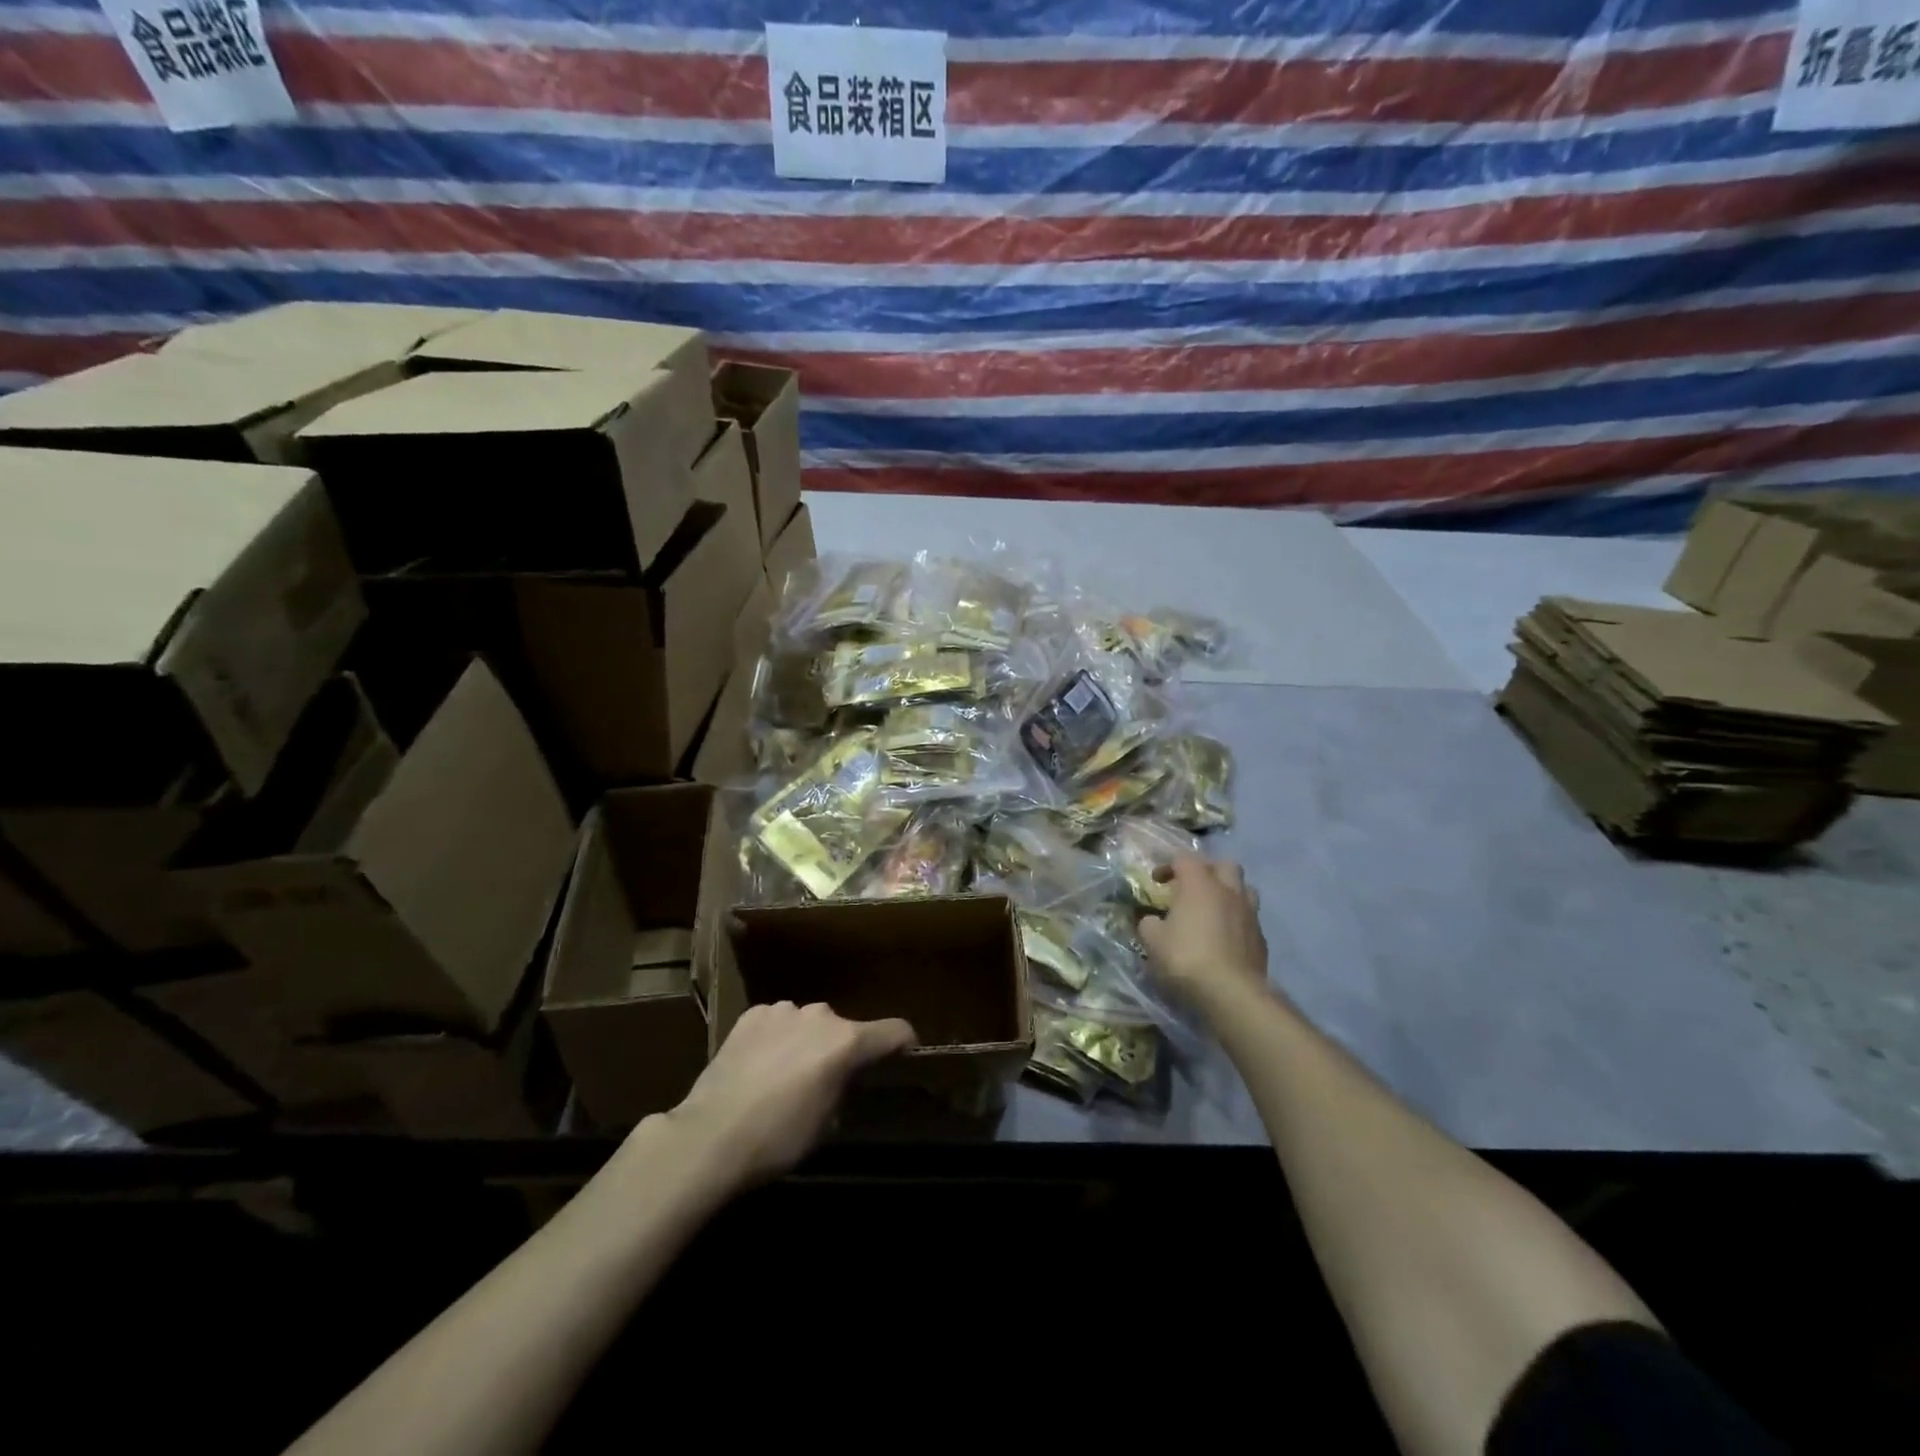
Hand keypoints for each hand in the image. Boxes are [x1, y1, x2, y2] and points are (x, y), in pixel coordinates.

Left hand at [665, 1001, 915, 1184]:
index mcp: (846, 1042)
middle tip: (824, 1080)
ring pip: (807, 1023)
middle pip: (844, 1029)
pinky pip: (775, 1023)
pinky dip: (775, 1038)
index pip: (894, 1031)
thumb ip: (842, 1089)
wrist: (711, 1135)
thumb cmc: (778, 1138)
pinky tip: (757, 1065)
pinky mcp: (752, 1015)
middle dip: (839, 1049)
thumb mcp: (826, 1125)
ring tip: (784, 1073)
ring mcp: (783, 1010)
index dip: (903, 1043)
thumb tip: (840, 1080)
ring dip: (805, 1041)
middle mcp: (821, 1016)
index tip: (904, 1055)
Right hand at [1138, 856, 1268, 1009]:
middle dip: (1207, 870)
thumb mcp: (1153, 940)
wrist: (1231, 992)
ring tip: (1213, 908)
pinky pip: (1249, 917)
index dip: (1168, 867)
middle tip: (1192, 887)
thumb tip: (1151, 920)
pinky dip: (1236, 919)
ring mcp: (1249, 913)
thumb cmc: (1186, 958)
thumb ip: (1149, 923)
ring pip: (1244, 888)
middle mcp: (1228, 891)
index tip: (1157, 882)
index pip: (1184, 859)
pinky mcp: (1261, 937)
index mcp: (1199, 884)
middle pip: (1224, 865)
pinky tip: (1224, 936)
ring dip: (1228, 892)